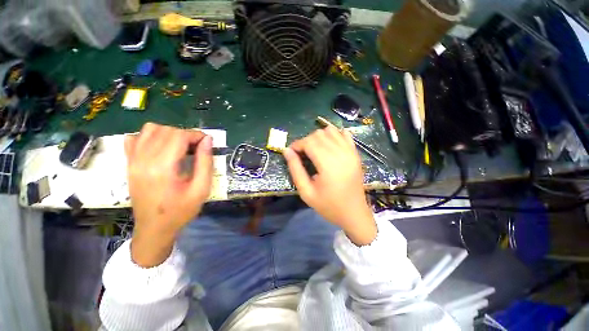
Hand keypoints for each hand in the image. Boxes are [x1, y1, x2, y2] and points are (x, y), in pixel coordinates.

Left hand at [125, 123, 212, 266]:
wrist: (154, 228)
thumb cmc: (180, 210)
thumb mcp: (201, 189)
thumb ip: (205, 162)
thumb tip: (207, 140)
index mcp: (162, 167)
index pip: (179, 136)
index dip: (196, 135)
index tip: (207, 143)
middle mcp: (144, 160)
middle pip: (166, 131)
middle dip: (186, 134)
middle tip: (197, 148)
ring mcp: (133, 160)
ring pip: (150, 129)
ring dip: (170, 133)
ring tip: (181, 146)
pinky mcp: (129, 163)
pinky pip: (135, 138)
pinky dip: (150, 136)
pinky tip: (161, 148)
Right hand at [284, 125, 376, 244]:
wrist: (354, 213)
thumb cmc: (328, 205)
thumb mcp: (306, 192)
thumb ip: (295, 169)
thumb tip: (286, 151)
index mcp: (328, 164)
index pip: (309, 142)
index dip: (297, 144)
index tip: (291, 152)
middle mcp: (341, 153)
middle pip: (319, 134)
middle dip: (306, 141)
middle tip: (302, 154)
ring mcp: (351, 151)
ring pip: (330, 131)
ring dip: (319, 137)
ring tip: (314, 150)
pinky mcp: (356, 153)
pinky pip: (344, 134)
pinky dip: (333, 135)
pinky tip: (329, 146)